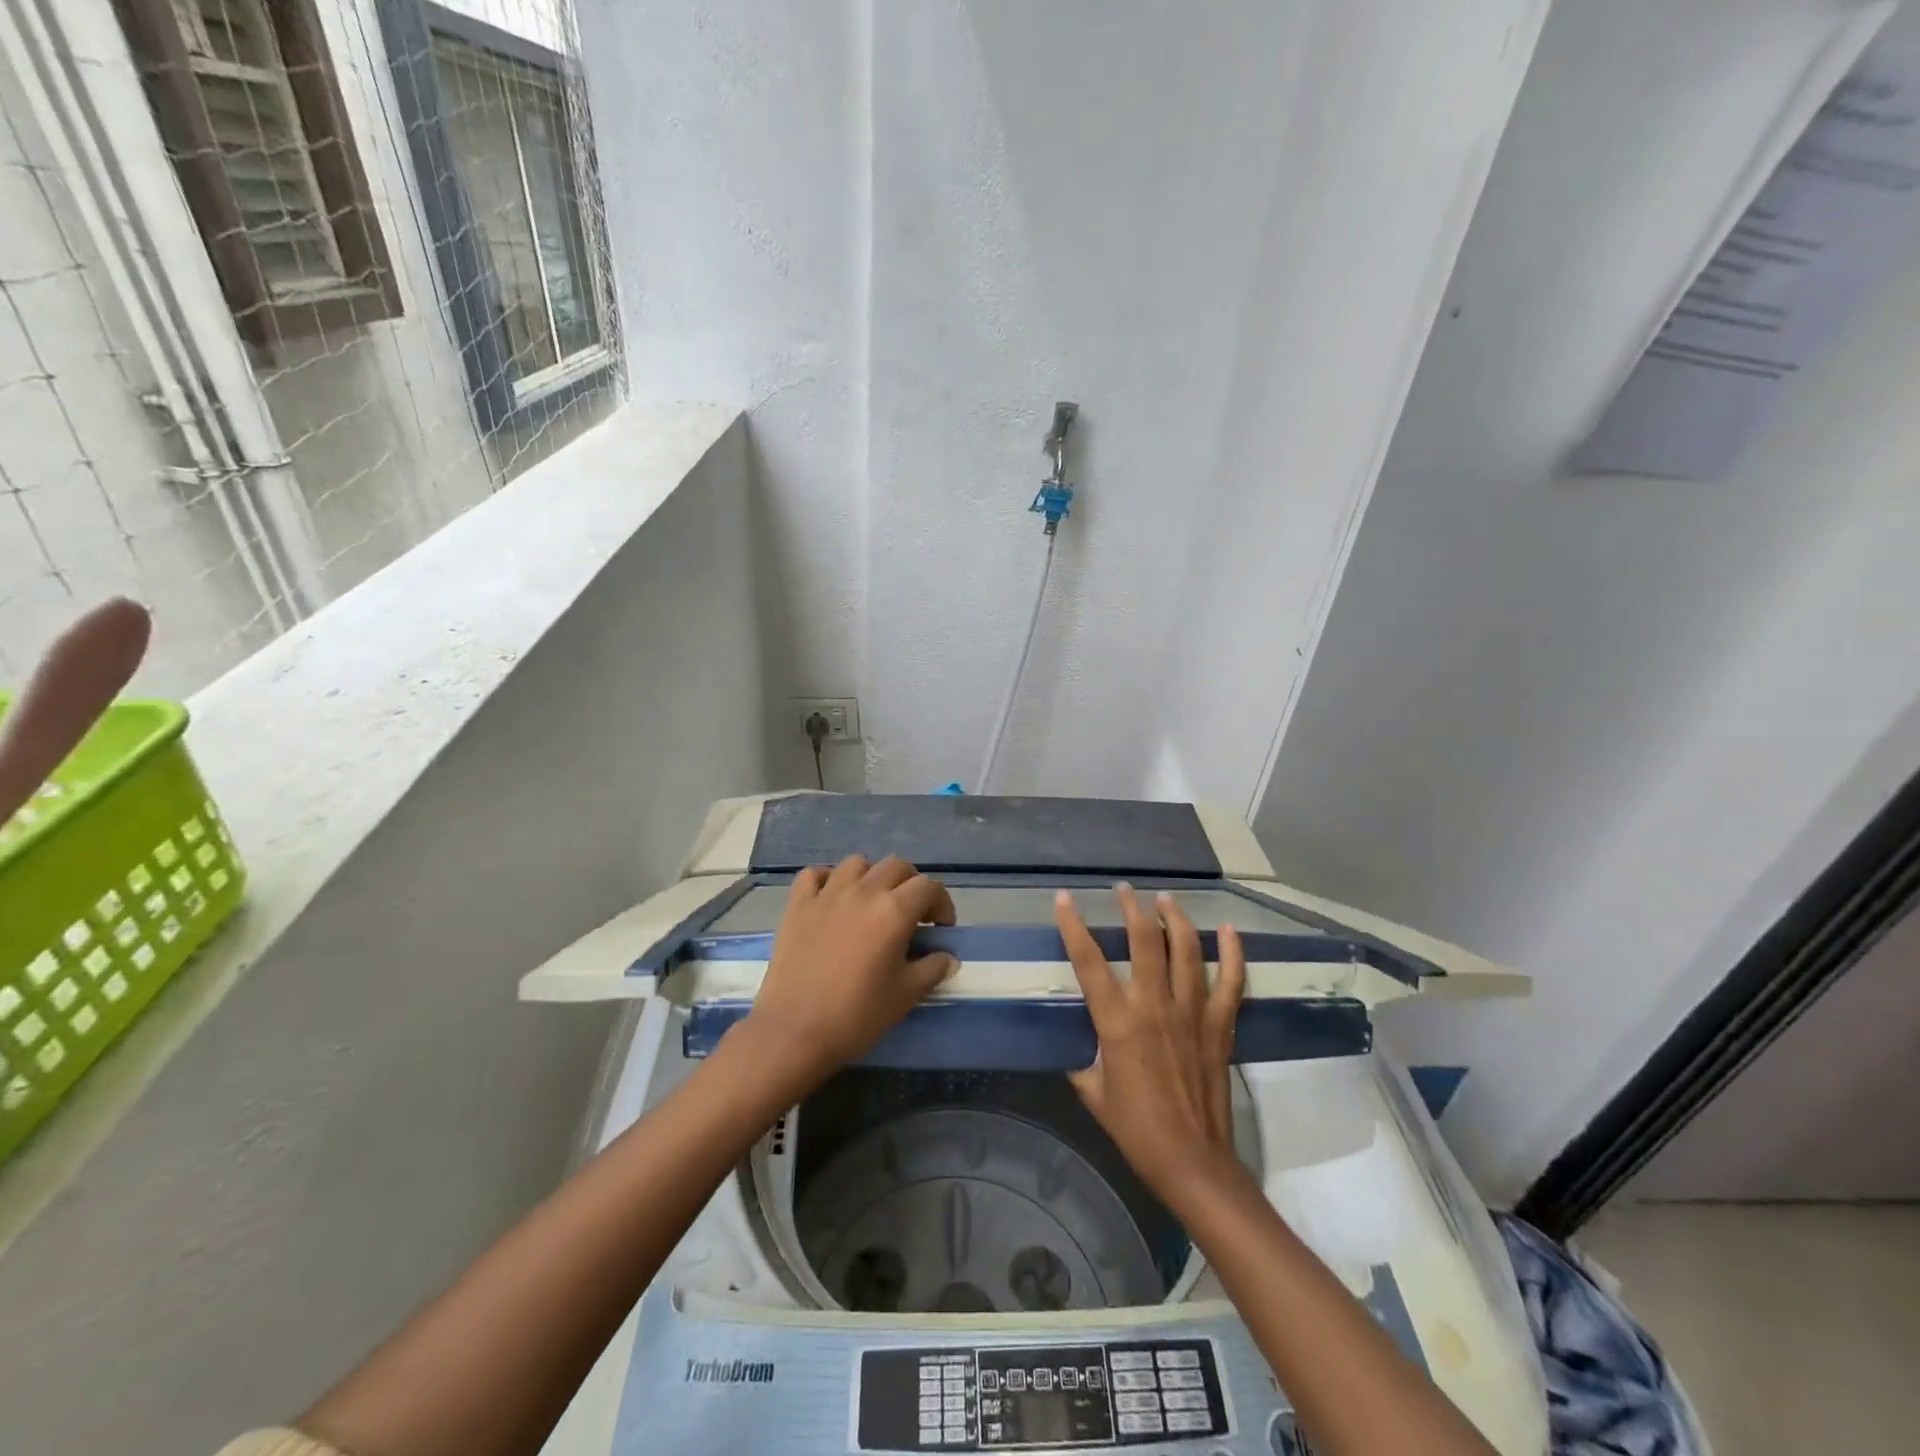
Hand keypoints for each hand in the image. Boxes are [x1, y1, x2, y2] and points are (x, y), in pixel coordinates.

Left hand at [737, 855, 957, 1094]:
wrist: (795, 1032)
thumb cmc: (857, 1015)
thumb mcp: (906, 995)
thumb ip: (932, 969)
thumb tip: (947, 956)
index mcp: (894, 910)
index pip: (929, 887)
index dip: (942, 904)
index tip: (941, 929)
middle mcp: (863, 891)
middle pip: (896, 866)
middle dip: (912, 885)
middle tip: (912, 914)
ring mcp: (827, 894)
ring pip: (857, 863)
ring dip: (872, 876)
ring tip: (873, 902)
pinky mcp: (798, 904)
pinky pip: (815, 874)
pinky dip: (828, 879)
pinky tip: (832, 899)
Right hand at [1056, 885, 1246, 1196]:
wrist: (1192, 1161)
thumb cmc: (1135, 1129)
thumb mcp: (1093, 1092)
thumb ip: (1082, 1058)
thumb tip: (1076, 1040)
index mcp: (1117, 1022)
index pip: (1088, 961)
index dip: (1073, 926)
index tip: (1065, 899)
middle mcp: (1154, 1006)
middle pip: (1143, 941)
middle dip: (1132, 908)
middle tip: (1125, 890)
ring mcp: (1192, 1013)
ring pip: (1186, 950)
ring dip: (1175, 918)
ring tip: (1165, 898)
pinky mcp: (1220, 1026)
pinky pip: (1231, 981)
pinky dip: (1232, 953)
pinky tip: (1229, 929)